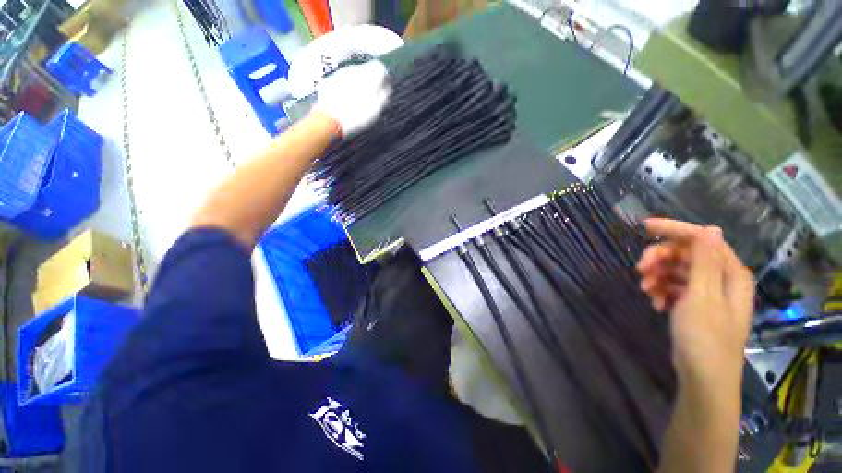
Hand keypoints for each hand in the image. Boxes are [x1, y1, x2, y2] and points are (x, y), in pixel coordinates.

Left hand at [314, 60, 390, 136]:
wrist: (329, 118)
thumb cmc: (356, 116)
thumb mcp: (375, 110)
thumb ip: (383, 96)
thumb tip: (386, 87)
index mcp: (369, 76)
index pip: (380, 67)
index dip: (383, 78)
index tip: (384, 89)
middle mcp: (355, 70)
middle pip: (367, 70)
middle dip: (371, 81)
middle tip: (371, 97)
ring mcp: (342, 73)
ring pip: (355, 74)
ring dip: (359, 83)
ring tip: (358, 100)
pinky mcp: (332, 78)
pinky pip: (344, 79)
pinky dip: (348, 86)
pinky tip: (347, 100)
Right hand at [637, 219, 754, 383]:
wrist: (703, 377)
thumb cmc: (705, 337)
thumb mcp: (703, 297)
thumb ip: (706, 261)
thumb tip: (710, 228)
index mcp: (730, 273)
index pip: (701, 239)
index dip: (674, 230)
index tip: (643, 228)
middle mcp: (721, 278)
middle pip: (685, 254)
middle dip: (659, 259)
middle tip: (640, 270)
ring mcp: (707, 292)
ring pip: (676, 270)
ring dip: (657, 277)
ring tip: (646, 292)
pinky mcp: (695, 304)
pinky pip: (674, 287)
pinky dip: (662, 291)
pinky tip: (655, 303)